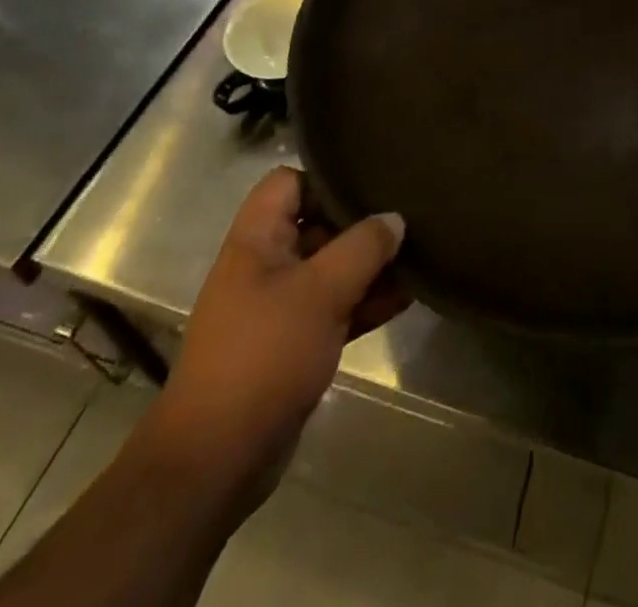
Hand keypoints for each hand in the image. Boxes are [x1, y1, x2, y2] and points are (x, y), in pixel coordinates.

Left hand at [132, 167, 406, 521]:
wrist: (217, 460)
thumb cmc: (264, 356)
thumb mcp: (320, 291)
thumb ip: (363, 246)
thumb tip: (395, 218)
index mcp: (256, 240)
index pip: (289, 182)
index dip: (327, 177)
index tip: (372, 182)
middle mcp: (266, 265)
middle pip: (317, 224)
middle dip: (361, 222)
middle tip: (410, 214)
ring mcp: (279, 306)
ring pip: (331, 268)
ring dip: (370, 265)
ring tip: (420, 253)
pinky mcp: (294, 344)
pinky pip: (336, 308)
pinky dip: (366, 301)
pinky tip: (408, 295)